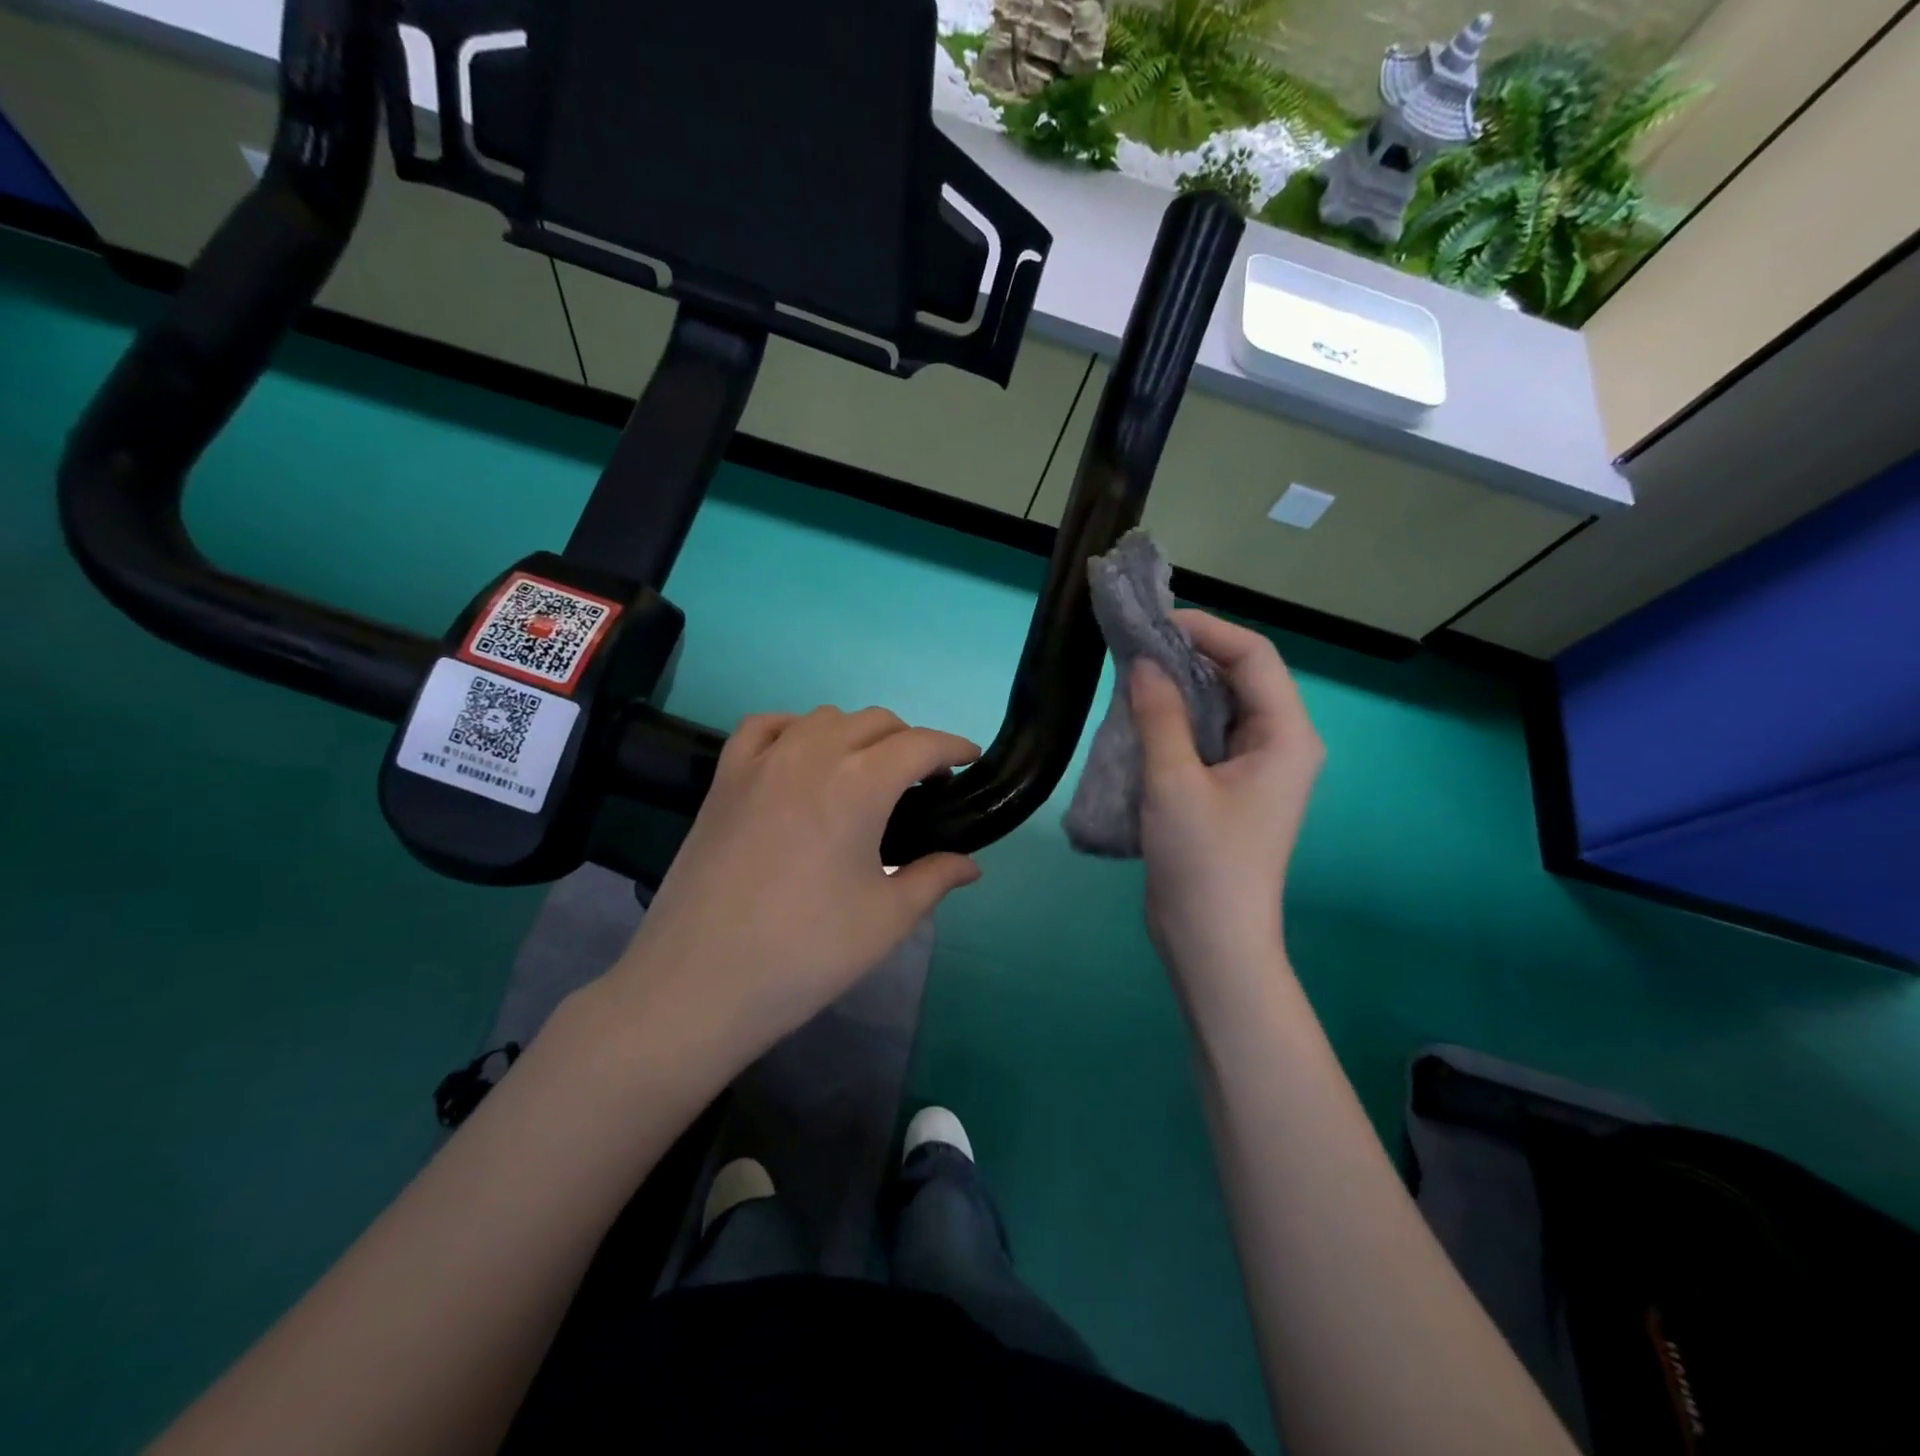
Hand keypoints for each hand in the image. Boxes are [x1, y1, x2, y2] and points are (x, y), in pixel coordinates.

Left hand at [603, 708, 982, 1074]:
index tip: (970, 762)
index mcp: (859, 783)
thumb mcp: (887, 919)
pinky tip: (802, 757)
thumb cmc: (806, 953)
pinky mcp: (725, 777)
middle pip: (876, 722)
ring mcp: (762, 761)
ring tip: (866, 775)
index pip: (921, 744)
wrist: (699, 983)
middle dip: (910, 742)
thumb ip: (935, 877)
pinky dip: (796, 730)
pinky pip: (766, 726)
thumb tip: (970, 865)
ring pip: (824, 718)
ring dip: (858, 734)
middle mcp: (812, 754)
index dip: (953, 748)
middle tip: (922, 785)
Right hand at [1131, 611, 1323, 998]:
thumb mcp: (1173, 780)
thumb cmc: (1202, 859)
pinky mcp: (1231, 787)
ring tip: (1131, 672)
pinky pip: (1207, 735)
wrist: (1212, 940)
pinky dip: (1176, 718)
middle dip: (1190, 654)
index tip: (1154, 622)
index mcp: (1286, 735)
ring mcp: (1256, 767)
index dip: (1207, 629)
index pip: (1254, 657)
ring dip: (1179, 686)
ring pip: (1221, 705)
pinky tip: (1140, 714)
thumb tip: (1144, 661)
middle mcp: (1280, 743)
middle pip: (1241, 676)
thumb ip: (1160, 713)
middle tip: (1135, 644)